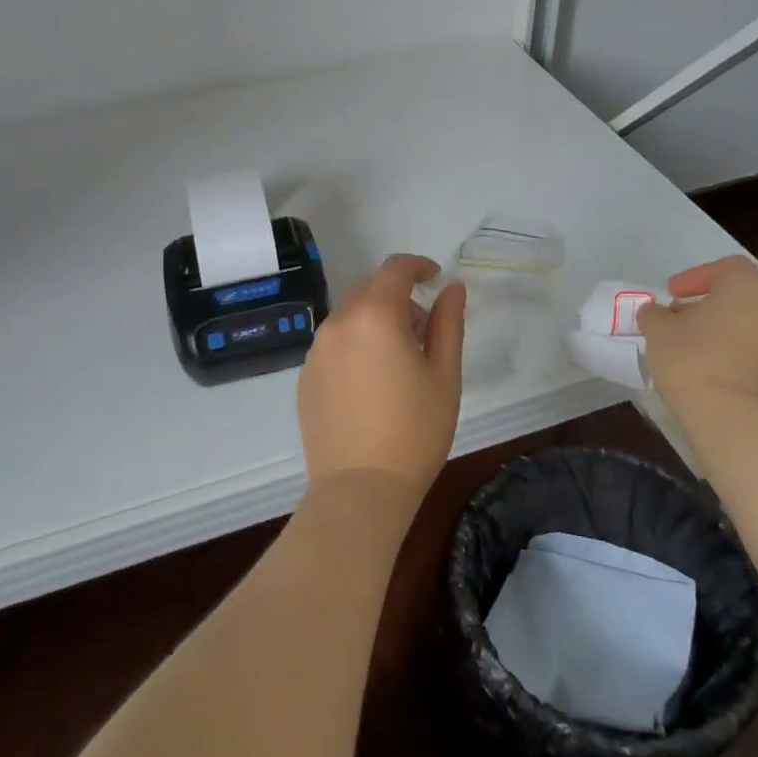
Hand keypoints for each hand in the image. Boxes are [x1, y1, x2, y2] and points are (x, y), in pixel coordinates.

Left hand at [297, 254, 465, 506]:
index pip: (394, 269)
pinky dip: (355, 345)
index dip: (418, 266)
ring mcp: (316, 350)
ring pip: (349, 317)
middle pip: (369, 289)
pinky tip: (371, 383)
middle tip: (423, 329)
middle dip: (397, 296)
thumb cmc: (414, 431)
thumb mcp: (444, 374)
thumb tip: (452, 287)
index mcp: (374, 315)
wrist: (360, 489)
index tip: (435, 278)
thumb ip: (448, 323)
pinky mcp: (305, 376)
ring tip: (398, 360)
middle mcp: (338, 323)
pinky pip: (334, 344)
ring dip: (375, 320)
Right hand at [637, 255, 757, 408]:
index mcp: (749, 287)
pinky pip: (756, 351)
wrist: (733, 419)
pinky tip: (708, 368)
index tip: (672, 293)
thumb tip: (657, 313)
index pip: (726, 267)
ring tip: (689, 346)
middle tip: (678, 318)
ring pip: (750, 324)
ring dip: (721, 329)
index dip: (696, 276)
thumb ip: (655, 314)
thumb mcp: (658, 330)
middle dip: (708, 304)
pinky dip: (734, 351)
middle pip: (740, 296)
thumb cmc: (693, 359)